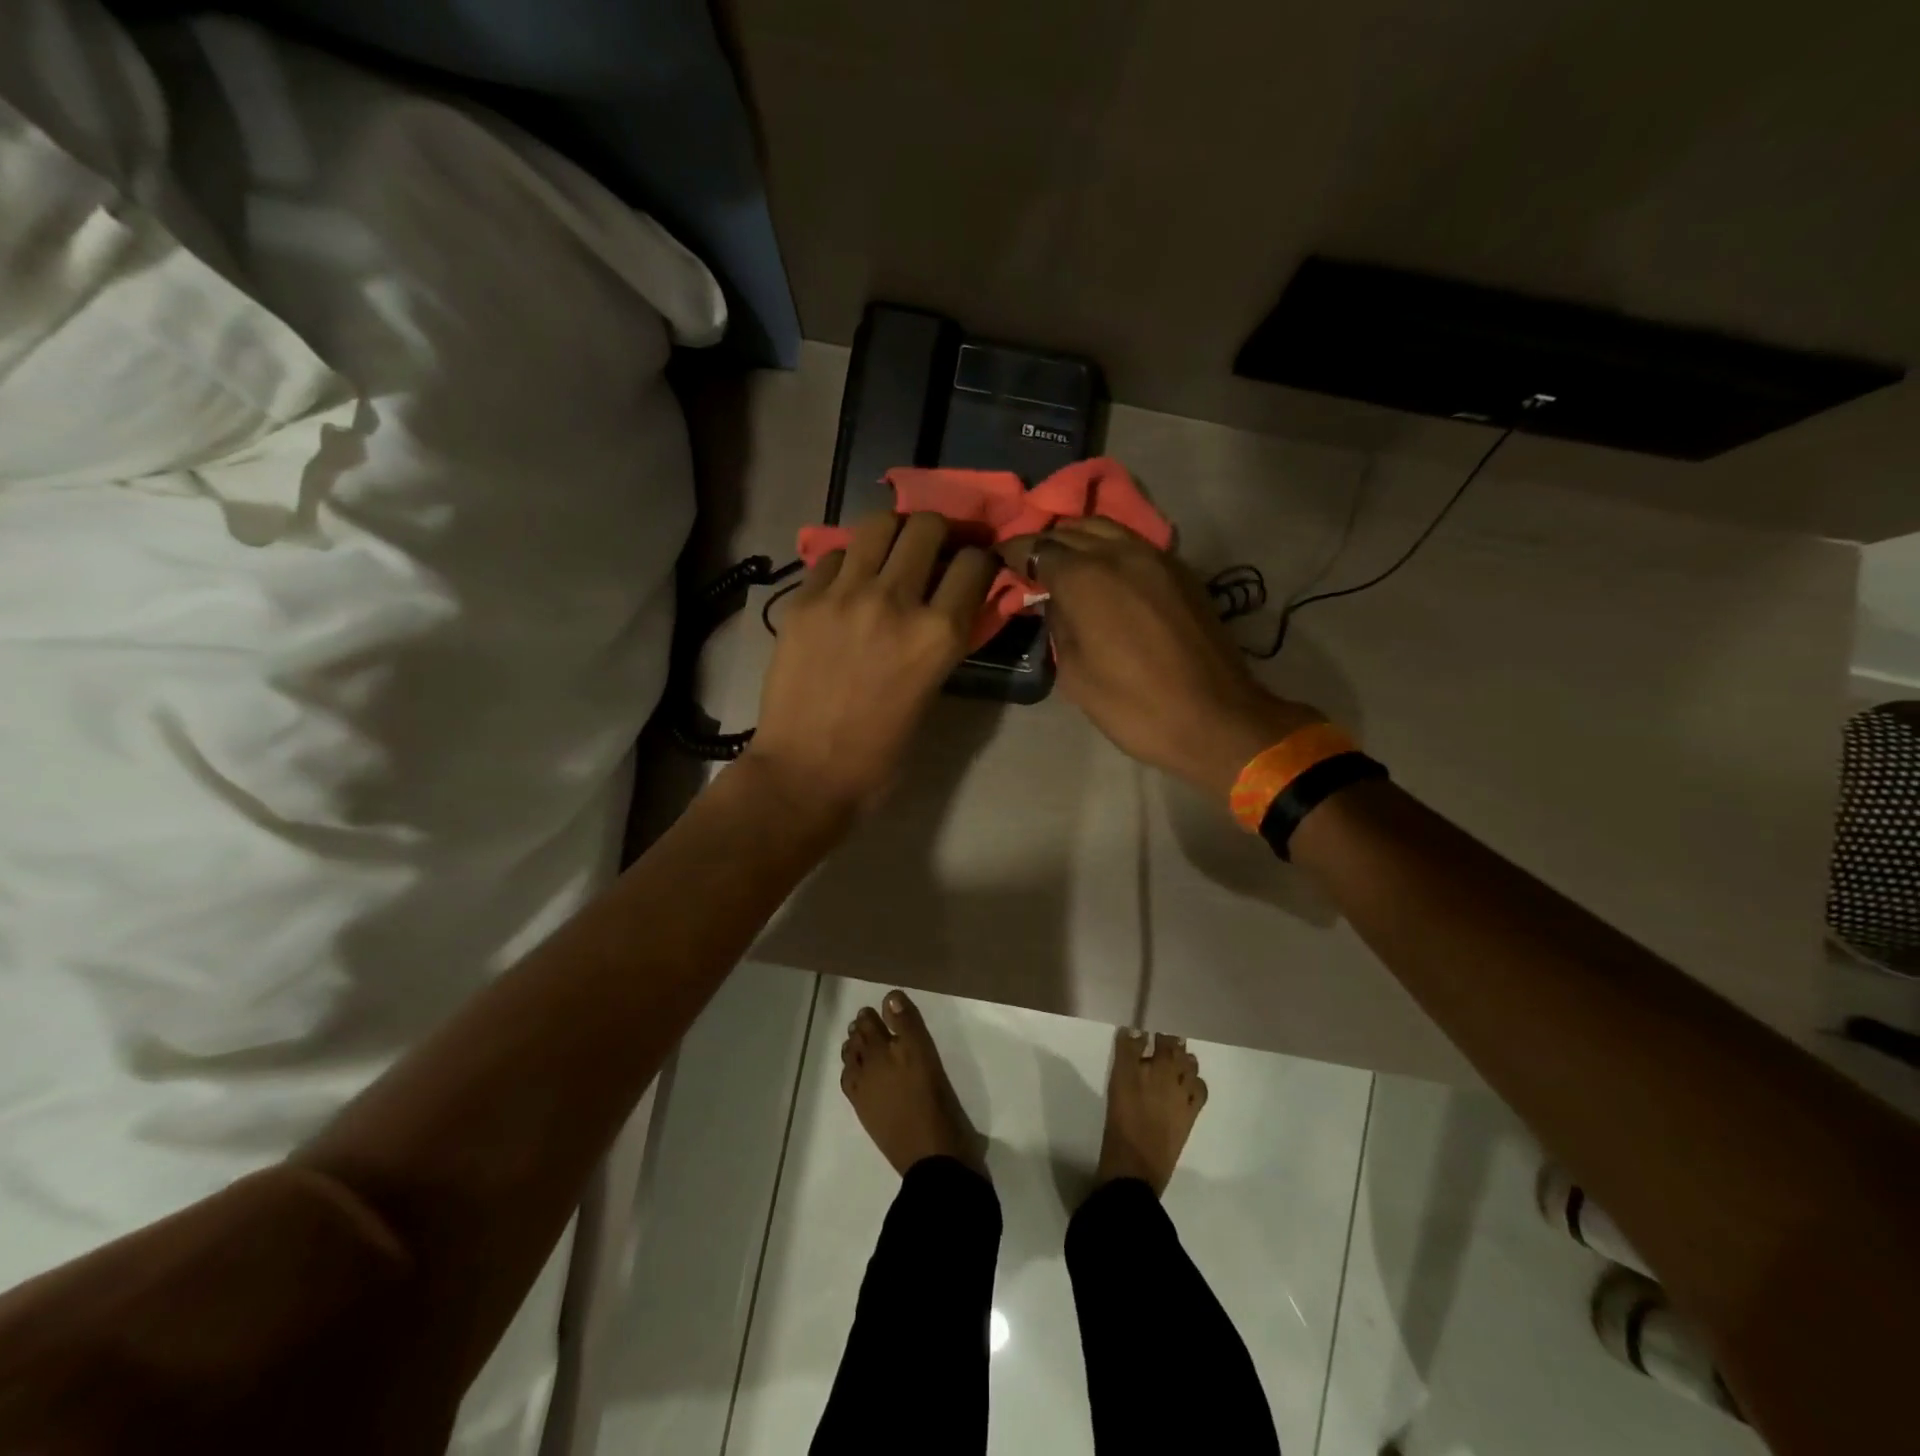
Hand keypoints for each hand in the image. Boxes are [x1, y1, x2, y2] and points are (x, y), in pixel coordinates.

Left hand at [744, 512, 995, 823]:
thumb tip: (951, 604)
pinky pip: (833, 555)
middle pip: (927, 527)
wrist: (805, 773)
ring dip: (894, 532)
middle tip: (936, 548)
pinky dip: (848, 561)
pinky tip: (847, 584)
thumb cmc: (879, 753)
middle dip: (941, 532)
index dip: (982, 559)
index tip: (975, 565)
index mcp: (937, 634)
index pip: (975, 563)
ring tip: (892, 551)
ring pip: (878, 524)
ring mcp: (844, 595)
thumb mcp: (931, 694)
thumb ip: (945, 641)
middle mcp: (895, 601)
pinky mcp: (804, 600)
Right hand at [1003, 519, 1320, 799]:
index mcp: (1086, 578)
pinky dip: (1110, 549)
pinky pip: (1135, 545)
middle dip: (1045, 542)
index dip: (1015, 553)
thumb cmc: (1133, 705)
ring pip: (1107, 529)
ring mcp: (1157, 557)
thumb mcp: (1075, 674)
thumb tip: (1055, 602)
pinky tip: (1105, 573)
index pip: (1038, 549)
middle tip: (1029, 564)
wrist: (1214, 718)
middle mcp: (1120, 553)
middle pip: (1072, 530)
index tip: (999, 561)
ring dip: (1079, 539)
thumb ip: (1059, 626)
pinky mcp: (1182, 572)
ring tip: (1064, 563)